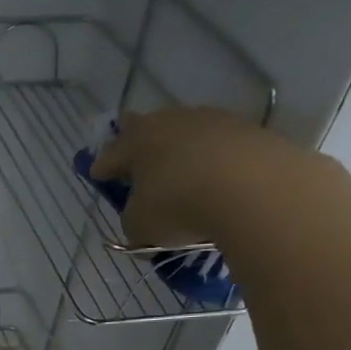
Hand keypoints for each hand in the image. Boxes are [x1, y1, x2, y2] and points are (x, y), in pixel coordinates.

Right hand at [91, 106, 329, 249]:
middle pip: (148, 129)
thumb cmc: (178, 205)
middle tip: (134, 154)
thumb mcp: (140, 226)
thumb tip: (141, 225)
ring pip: (186, 134)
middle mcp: (171, 122)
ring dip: (180, 151)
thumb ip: (133, 223)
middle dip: (138, 141)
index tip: (97, 175)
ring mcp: (213, 122)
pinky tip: (217, 180)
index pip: (110, 153)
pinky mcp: (248, 132)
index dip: (102, 166)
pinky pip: (220, 147)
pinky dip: (213, 161)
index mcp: (136, 141)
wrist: (253, 189)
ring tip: (182, 174)